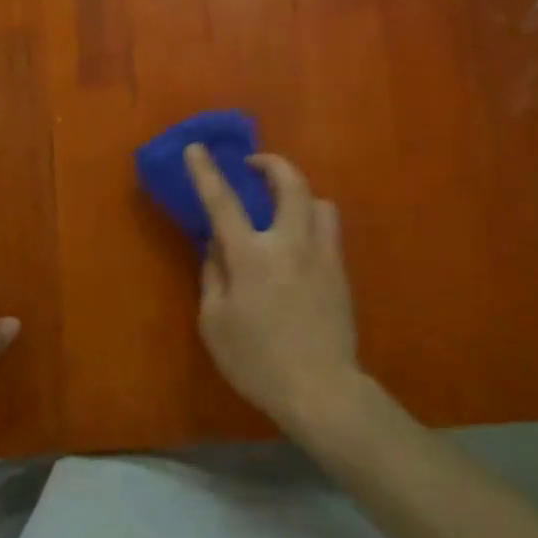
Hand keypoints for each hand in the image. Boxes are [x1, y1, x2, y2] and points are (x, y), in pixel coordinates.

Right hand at [184, 145, 363, 432]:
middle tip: (254, 165)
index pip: (223, 202)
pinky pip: (329, 230)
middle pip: (290, 183)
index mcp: (251, 255)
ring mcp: (322, 255)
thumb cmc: (257, 360)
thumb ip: (213, 275)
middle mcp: (290, 243)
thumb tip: (215, 245)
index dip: (206, 172)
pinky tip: (299, 245)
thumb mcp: (214, 322)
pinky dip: (311, 222)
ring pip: (319, 202)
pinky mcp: (341, 273)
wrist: (321, 389)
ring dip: (298, 194)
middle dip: (271, 163)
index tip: (196, 148)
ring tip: (282, 207)